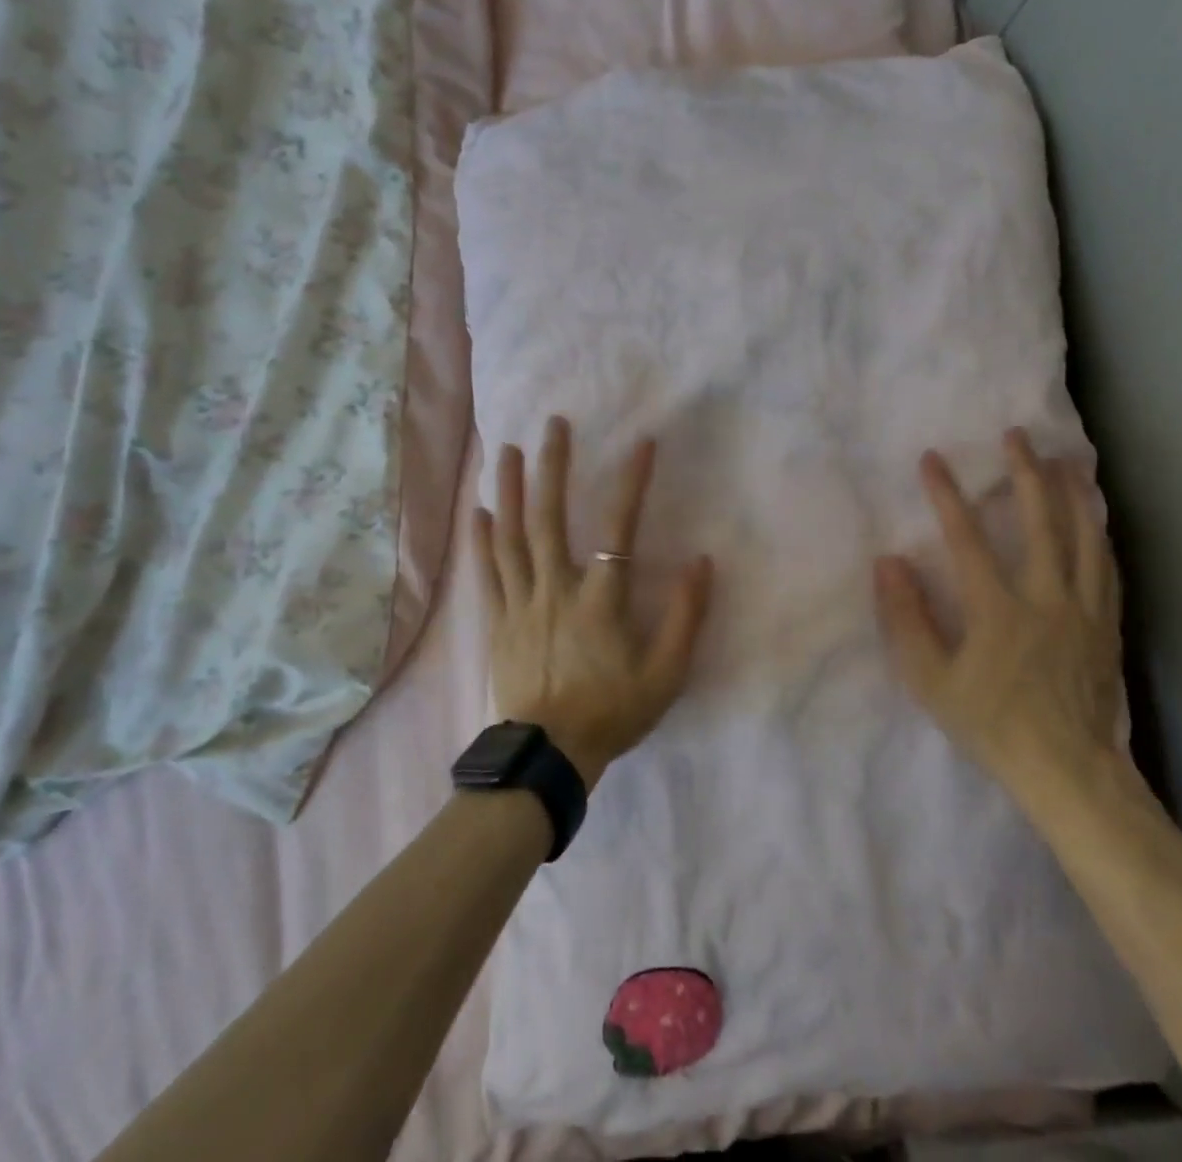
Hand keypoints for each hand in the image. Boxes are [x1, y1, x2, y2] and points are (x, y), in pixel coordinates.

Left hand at [473, 415, 714, 790]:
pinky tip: (480, 509)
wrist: (549, 756)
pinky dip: (483, 538)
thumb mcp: (666, 674)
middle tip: (552, 425)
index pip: (619, 529)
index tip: (642, 444)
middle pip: (550, 518)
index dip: (631, 483)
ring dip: (511, 489)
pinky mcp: (498, 621)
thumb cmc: (612, 713)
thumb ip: (686, 616)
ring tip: (509, 450)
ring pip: (512, 536)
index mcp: (600, 600)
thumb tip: (701, 562)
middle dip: (552, 467)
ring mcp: (522, 603)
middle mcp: (556, 590)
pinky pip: (489, 572)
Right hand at [874, 428, 1133, 819]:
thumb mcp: (931, 681)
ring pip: (1084, 537)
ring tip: (1067, 459)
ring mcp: (1083, 609)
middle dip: (1026, 473)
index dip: (947, 495)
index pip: (967, 538)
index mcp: (998, 609)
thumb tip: (888, 562)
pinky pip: (1106, 569)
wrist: (1069, 772)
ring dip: (1073, 494)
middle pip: (1040, 522)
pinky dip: (1099, 536)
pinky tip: (1097, 520)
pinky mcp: (1107, 626)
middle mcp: (1046, 597)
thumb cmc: (992, 725)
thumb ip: (906, 619)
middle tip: (1017, 435)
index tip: (933, 459)